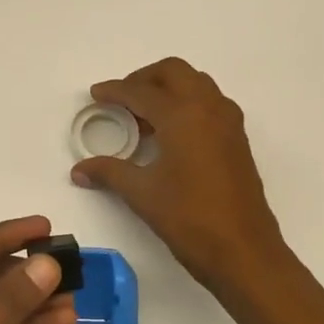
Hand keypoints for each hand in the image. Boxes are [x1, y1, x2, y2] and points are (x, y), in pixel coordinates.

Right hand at [71, 59, 285, 289]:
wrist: (244, 251)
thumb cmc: (189, 218)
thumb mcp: (142, 194)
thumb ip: (109, 172)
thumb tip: (79, 170)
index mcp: (183, 115)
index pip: (141, 92)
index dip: (114, 91)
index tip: (95, 95)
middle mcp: (208, 108)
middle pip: (173, 72)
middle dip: (144, 79)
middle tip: (122, 100)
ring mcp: (228, 122)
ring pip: (196, 84)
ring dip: (168, 89)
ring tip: (144, 117)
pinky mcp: (237, 140)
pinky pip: (209, 103)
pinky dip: (187, 104)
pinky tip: (170, 135)